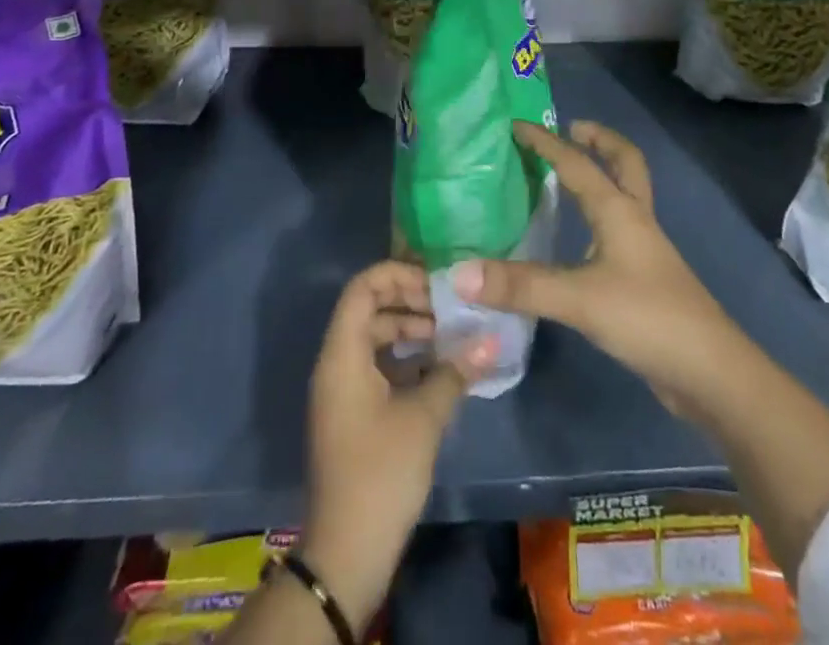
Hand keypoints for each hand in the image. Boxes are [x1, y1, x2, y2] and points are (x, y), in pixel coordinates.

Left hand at [301, 261, 493, 625]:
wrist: (347, 554)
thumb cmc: (381, 473)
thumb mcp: (424, 417)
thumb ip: (455, 371)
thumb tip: (491, 338)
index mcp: (342, 354)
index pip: (363, 287)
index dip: (398, 275)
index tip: (436, 284)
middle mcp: (336, 363)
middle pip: (370, 310)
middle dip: (411, 303)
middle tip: (452, 310)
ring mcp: (343, 390)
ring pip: (375, 339)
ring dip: (411, 332)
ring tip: (452, 337)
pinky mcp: (353, 413)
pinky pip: (377, 366)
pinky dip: (406, 360)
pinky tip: (440, 369)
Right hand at [452, 120, 746, 417]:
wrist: (710, 373)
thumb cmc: (647, 318)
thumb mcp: (579, 299)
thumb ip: (520, 286)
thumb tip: (459, 273)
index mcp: (619, 211)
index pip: (578, 164)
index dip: (546, 143)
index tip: (516, 126)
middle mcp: (634, 220)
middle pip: (626, 163)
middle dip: (601, 140)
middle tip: (573, 129)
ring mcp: (645, 251)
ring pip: (625, 196)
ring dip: (604, 176)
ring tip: (568, 178)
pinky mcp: (646, 280)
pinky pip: (620, 230)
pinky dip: (601, 217)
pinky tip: (580, 241)